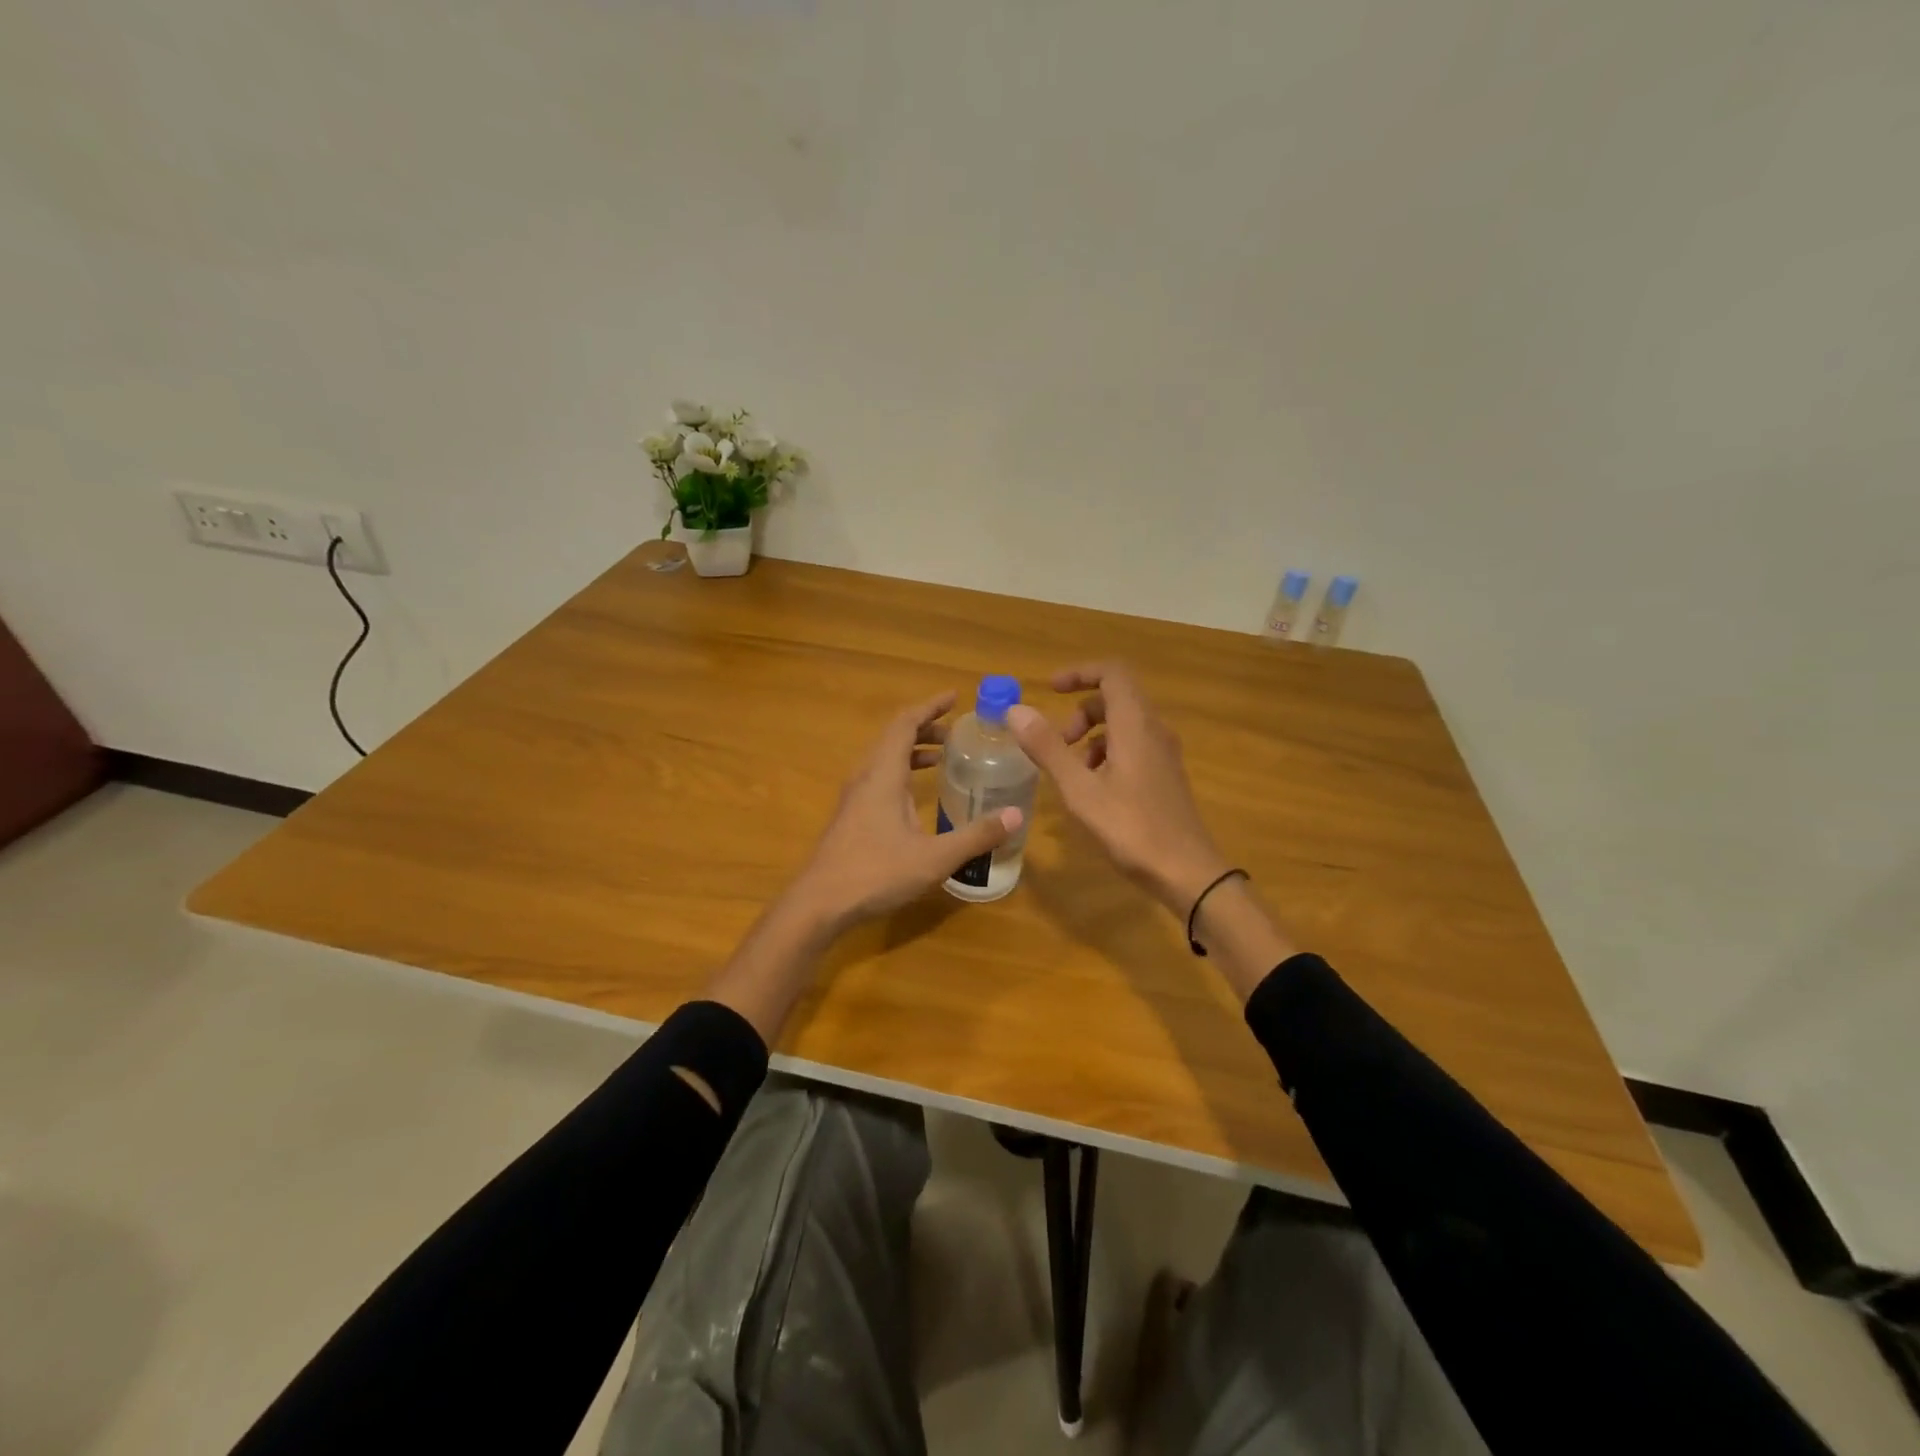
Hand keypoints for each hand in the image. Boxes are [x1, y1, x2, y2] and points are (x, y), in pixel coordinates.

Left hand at [790, 691, 1020, 932]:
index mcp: (883, 774)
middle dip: (925, 727)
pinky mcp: (851, 815)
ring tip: (942, 756)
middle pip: (893, 736)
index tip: (955, 697)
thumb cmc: (876, 873)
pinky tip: (916, 795)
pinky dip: (902, 771)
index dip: (930, 707)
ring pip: (884, 758)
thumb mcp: (935, 857)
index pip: (905, 724)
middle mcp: (866, 776)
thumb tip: (1016, 815)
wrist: (820, 903)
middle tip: (956, 732)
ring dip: (912, 750)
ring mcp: (855, 796)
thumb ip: (976, 836)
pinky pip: (879, 777)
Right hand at [1008, 663, 1228, 913]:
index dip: (1079, 673)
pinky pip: (1133, 746)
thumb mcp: (1080, 789)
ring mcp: (1163, 753)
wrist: (1187, 872)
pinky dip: (1107, 753)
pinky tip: (1093, 789)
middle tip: (1057, 742)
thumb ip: (1048, 748)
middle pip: (1116, 698)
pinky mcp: (1165, 775)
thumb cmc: (1131, 828)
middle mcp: (1154, 730)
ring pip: (1123, 724)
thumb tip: (1016, 711)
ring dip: (1091, 735)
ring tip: (1070, 771)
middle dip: (1080, 712)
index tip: (1050, 689)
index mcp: (1135, 725)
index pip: (1112, 673)